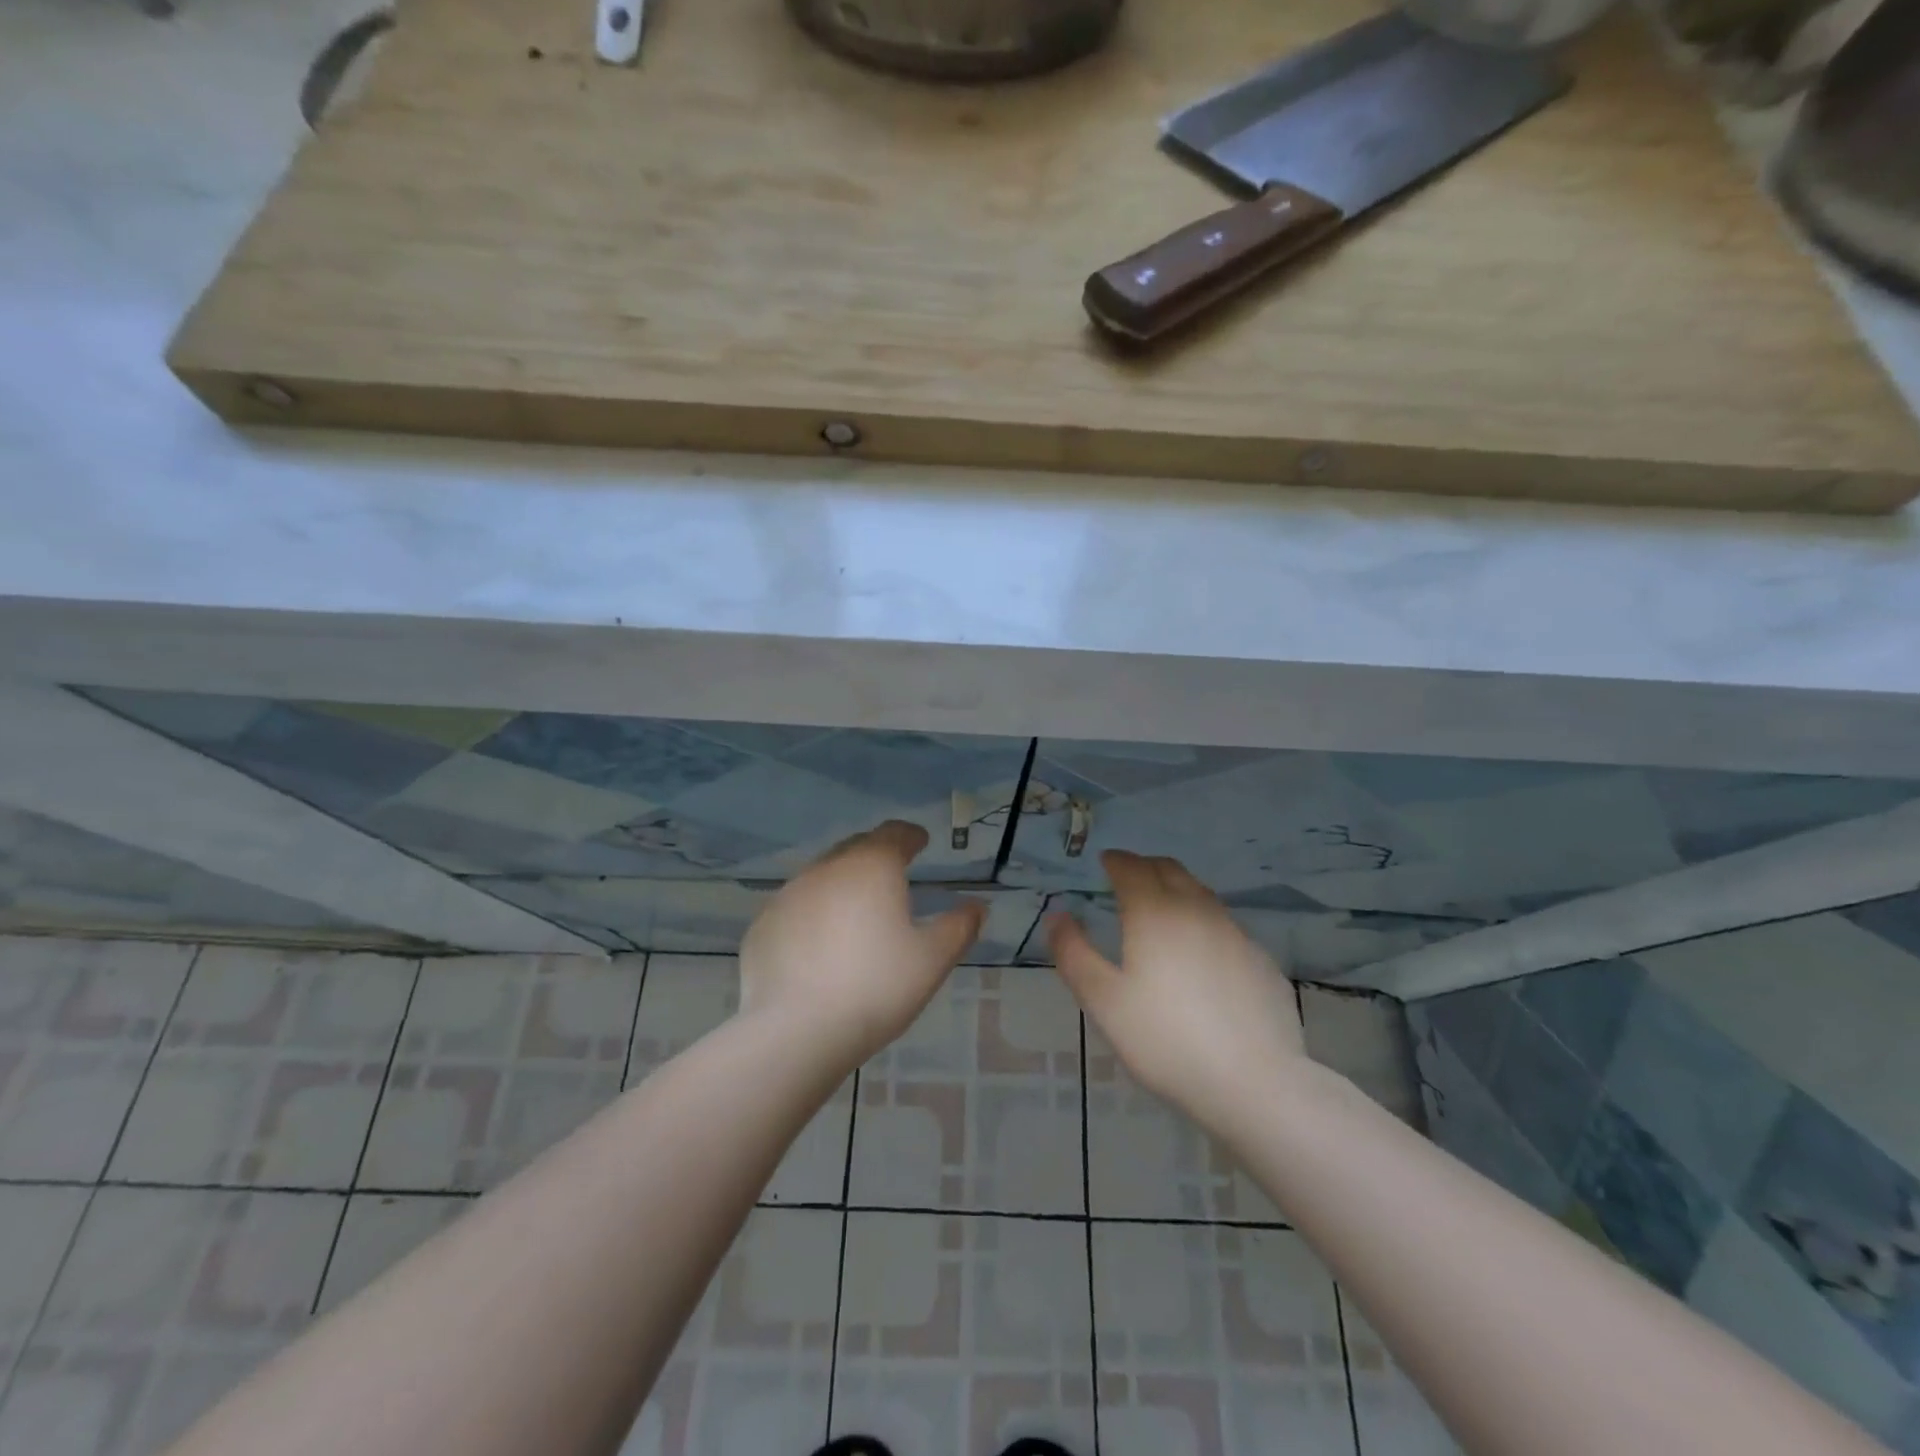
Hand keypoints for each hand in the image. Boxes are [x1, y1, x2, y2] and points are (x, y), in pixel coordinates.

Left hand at [739, 820, 985, 1066]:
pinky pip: (796, 907)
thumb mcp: (931, 960)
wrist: (796, 1031)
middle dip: (876, 854)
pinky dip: (813, 913)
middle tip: (892, 873)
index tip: (920, 842)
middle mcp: (828, 868)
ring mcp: (789, 894)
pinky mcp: (763, 924)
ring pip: (822, 876)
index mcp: (872, 866)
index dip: (910, 836)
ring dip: (842, 883)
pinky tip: (819, 943)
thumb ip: (959, 927)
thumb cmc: (876, 988)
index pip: (894, 834)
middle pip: (856, 848)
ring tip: (855, 910)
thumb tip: (977, 906)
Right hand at [1049, 851, 1305, 1126]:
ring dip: (1176, 890)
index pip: (1132, 868)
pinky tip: (1200, 954)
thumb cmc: (1165, 1039)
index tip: (1105, 863)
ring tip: (1162, 911)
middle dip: (1145, 867)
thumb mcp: (1102, 1000)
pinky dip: (1203, 922)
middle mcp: (1196, 910)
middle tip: (1129, 878)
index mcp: (1154, 912)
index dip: (1116, 861)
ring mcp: (1235, 933)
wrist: (1253, 1083)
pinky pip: (1224, 925)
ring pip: (1201, 894)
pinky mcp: (1260, 959)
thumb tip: (1058, 915)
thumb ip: (1073, 952)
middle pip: (1170, 870)